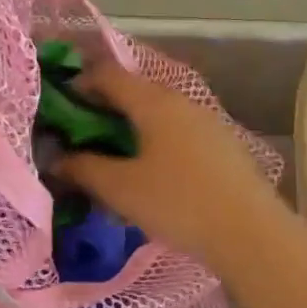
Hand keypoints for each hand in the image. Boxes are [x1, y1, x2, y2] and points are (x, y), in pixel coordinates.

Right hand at [56, 63, 284, 263]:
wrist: (250, 233)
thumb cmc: (178, 203)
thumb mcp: (120, 188)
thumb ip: (83, 169)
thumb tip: (56, 158)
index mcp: (154, 102)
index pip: (110, 74)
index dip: (81, 83)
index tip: (62, 106)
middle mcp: (183, 102)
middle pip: (137, 92)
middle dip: (106, 109)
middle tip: (82, 135)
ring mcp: (208, 123)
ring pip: (160, 114)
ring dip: (133, 127)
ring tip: (114, 156)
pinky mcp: (224, 147)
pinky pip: (180, 133)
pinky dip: (157, 142)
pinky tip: (152, 173)